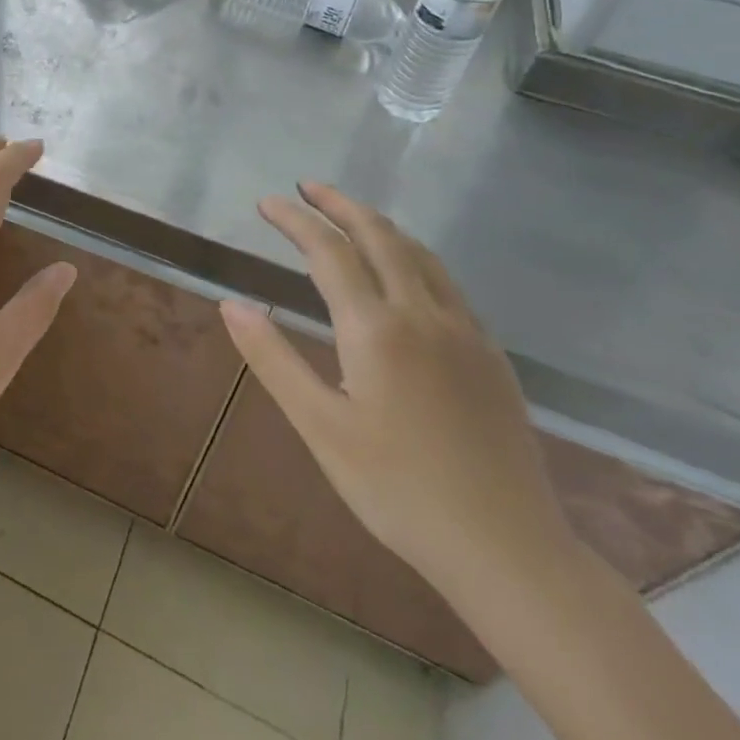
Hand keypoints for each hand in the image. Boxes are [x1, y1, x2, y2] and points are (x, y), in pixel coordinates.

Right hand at [220, 183, 575, 601]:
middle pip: (380, 236)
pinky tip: (405, 274)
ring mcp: (465, 332)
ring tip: (350, 217)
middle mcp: (423, 314)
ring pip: (420, 254)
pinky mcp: (491, 355)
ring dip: (379, 225)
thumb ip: (272, 359)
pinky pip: (447, 283)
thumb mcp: (320, 427)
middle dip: (340, 205)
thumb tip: (232, 303)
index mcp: (376, 329)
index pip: (328, 251)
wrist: (508, 551)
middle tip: (308, 188)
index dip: (294, 220)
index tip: (267, 202)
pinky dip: (414, 256)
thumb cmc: (398, 489)